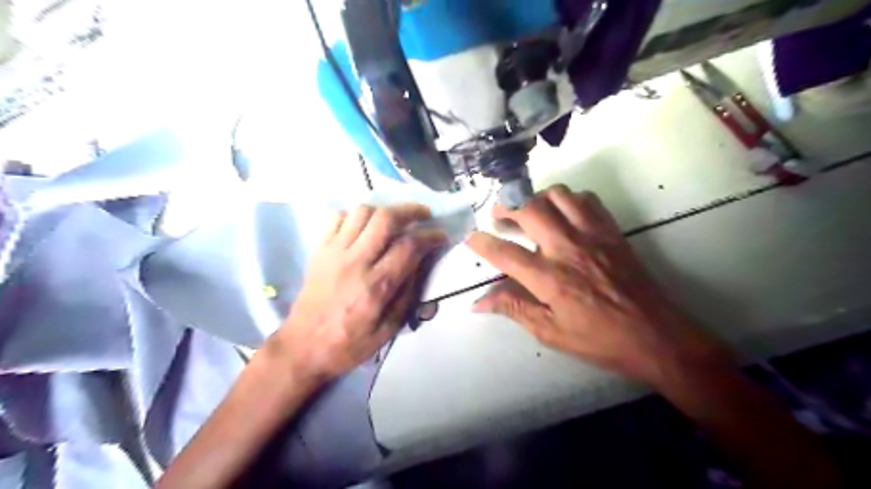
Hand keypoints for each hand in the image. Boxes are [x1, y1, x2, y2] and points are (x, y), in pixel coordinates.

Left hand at [270, 202, 444, 385]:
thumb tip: (421, 263)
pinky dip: (354, 216)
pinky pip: (336, 218)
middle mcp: (356, 262)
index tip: (440, 235)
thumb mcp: (388, 330)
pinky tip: (363, 227)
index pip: (409, 246)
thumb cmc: (349, 344)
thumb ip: (407, 295)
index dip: (430, 236)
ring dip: (383, 210)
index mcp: (376, 286)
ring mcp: (334, 253)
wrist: (302, 348)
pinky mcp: (319, 251)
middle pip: (385, 218)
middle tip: (423, 214)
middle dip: (410, 210)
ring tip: (394, 220)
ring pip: (362, 212)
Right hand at [467, 185, 729, 384]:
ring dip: (537, 198)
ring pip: (558, 195)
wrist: (656, 335)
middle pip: (529, 210)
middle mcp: (568, 249)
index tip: (470, 238)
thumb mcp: (551, 333)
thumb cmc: (600, 340)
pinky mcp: (611, 231)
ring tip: (530, 211)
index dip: (482, 243)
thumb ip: (514, 309)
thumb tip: (478, 303)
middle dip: (506, 207)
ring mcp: (592, 235)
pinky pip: (587, 200)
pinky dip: (569, 199)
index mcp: (550, 279)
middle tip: (499, 215)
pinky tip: (564, 215)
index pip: (505, 254)